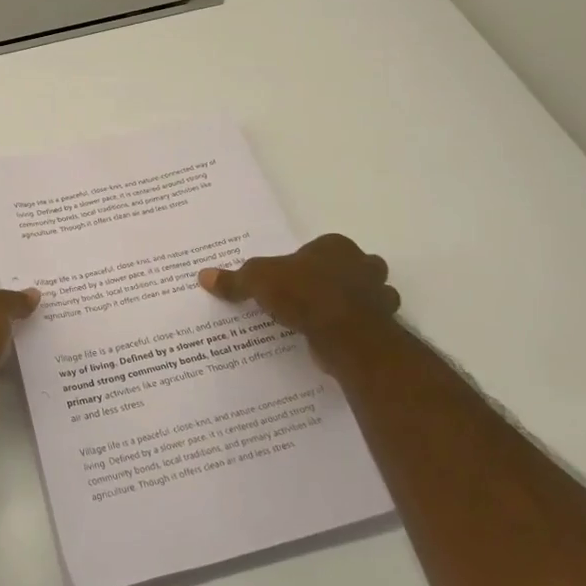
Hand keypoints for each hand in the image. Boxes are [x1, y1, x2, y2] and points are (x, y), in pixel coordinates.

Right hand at [199, 234, 402, 371]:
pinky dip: (355, 329)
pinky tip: (335, 338)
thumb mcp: (258, 280)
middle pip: (351, 268)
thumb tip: (203, 276)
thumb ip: (235, 279)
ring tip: (324, 318)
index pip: (320, 248)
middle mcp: (363, 265)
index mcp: (335, 246)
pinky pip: (367, 324)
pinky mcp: (382, 325)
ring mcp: (378, 296)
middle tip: (309, 296)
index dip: (306, 261)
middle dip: (338, 279)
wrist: (346, 334)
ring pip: (367, 295)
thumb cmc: (304, 294)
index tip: (291, 278)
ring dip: (353, 304)